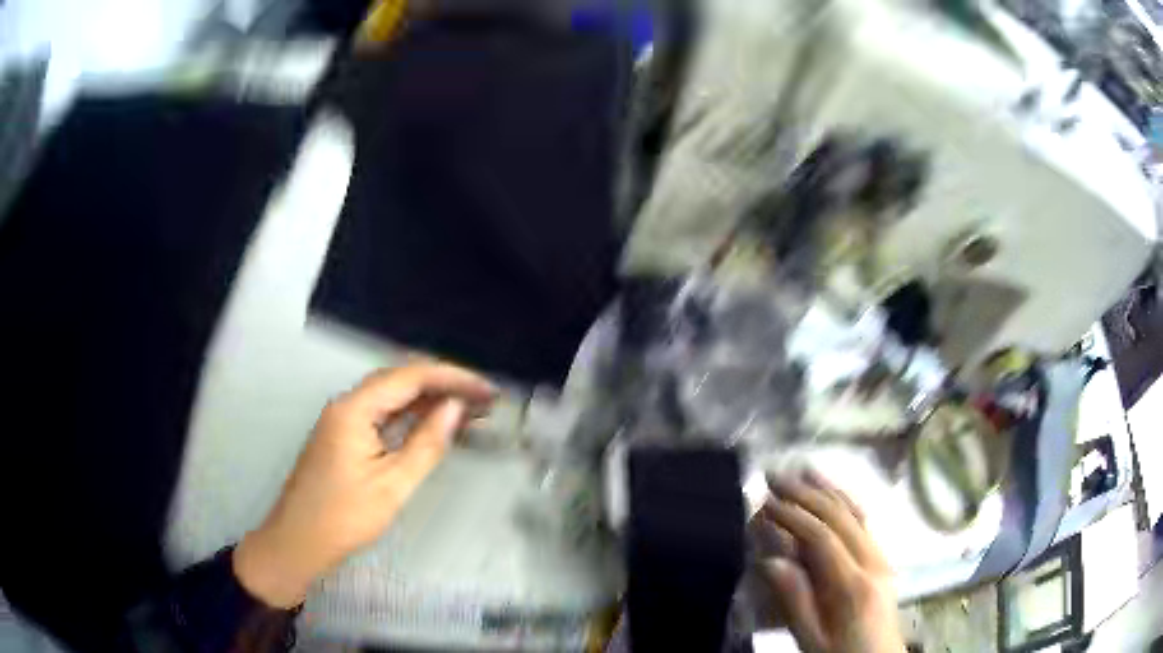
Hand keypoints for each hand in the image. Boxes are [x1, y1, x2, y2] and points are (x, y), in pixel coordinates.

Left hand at [233, 362, 496, 607]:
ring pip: (391, 397)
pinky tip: (433, 424)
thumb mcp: (392, 485)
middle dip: (444, 385)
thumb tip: (455, 408)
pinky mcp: (343, 436)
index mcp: (354, 408)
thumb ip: (426, 443)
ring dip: (428, 400)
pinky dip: (410, 416)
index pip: (410, 376)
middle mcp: (346, 404)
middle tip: (484, 399)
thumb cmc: (344, 517)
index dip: (452, 378)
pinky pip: (381, 415)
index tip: (487, 390)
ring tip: (469, 409)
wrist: (298, 542)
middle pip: (400, 380)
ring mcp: (342, 419)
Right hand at [755, 470, 903, 652]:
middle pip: (840, 517)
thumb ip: (794, 601)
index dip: (793, 516)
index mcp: (854, 585)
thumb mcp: (811, 639)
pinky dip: (845, 501)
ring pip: (856, 512)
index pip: (822, 538)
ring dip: (827, 489)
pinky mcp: (882, 558)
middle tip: (776, 476)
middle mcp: (873, 561)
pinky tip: (832, 492)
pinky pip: (864, 521)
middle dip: (807, 493)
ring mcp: (882, 556)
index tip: (765, 501)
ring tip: (802, 471)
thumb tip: (770, 560)